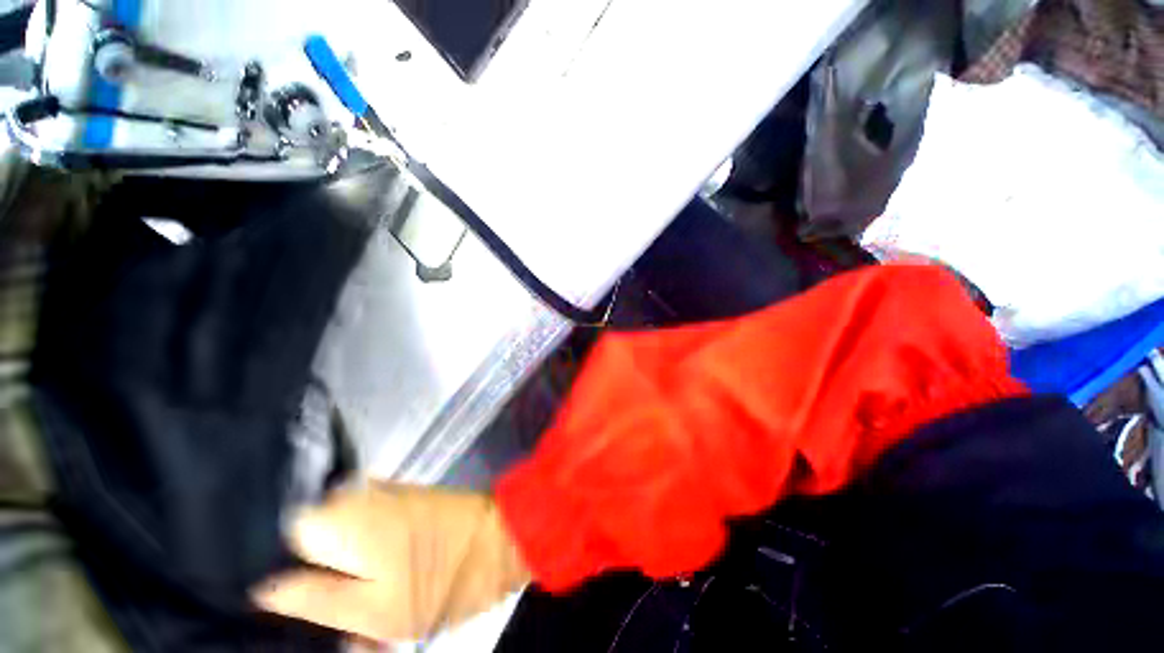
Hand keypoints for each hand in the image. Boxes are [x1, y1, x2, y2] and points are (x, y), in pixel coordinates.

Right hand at [252, 482, 529, 642]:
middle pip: (304, 544)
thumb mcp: (373, 609)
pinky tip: (383, 596)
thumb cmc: (442, 578)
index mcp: (339, 518)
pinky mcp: (400, 503)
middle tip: (338, 622)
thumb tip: (263, 589)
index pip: (272, 538)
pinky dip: (366, 568)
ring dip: (343, 583)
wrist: (500, 540)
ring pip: (335, 545)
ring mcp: (380, 497)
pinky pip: (362, 536)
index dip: (273, 575)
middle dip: (312, 586)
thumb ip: (313, 599)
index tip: (286, 609)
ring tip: (367, 618)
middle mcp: (354, 497)